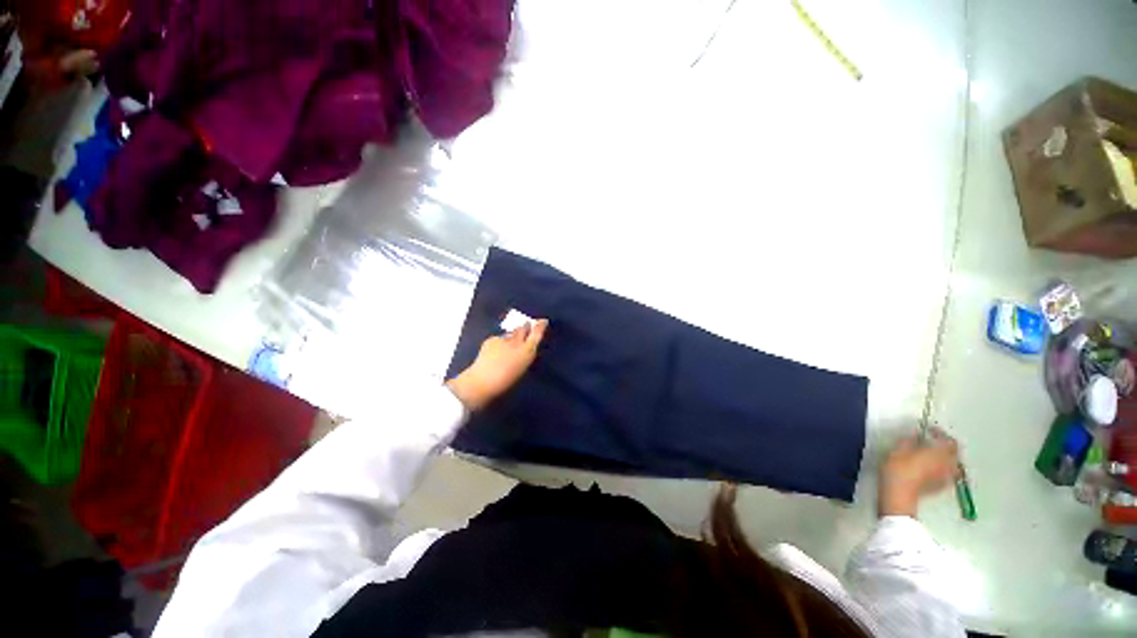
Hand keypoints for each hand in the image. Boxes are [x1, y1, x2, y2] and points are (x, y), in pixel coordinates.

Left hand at [446, 319, 548, 410]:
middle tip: (527, 326)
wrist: (482, 382)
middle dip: (525, 326)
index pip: (537, 333)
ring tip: (509, 344)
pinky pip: (499, 338)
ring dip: (512, 336)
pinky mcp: (491, 340)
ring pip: (511, 333)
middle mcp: (517, 342)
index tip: (543, 321)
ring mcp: (503, 339)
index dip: (540, 326)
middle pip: (523, 328)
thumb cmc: (505, 382)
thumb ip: (525, 355)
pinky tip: (495, 351)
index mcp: (528, 352)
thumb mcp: (522, 368)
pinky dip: (499, 343)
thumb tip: (526, 348)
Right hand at [879, 427, 959, 517]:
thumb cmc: (898, 468)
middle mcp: (948, 464)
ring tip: (934, 456)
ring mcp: (947, 477)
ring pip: (954, 464)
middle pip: (955, 453)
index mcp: (939, 453)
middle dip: (946, 446)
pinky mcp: (942, 486)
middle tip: (934, 443)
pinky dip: (943, 468)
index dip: (941, 433)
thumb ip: (910, 440)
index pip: (949, 440)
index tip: (930, 430)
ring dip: (947, 458)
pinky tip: (933, 469)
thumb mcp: (898, 449)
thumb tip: (917, 434)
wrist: (899, 494)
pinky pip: (948, 474)